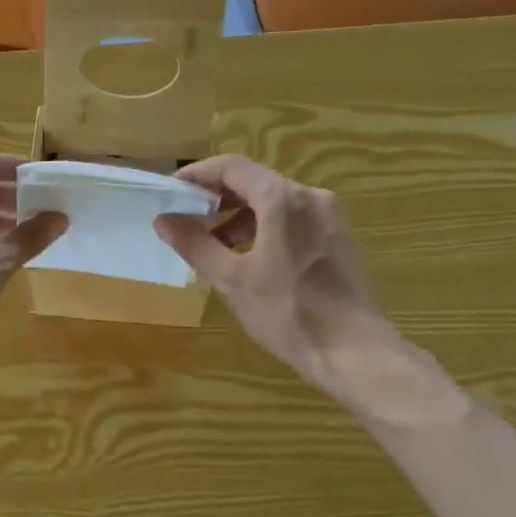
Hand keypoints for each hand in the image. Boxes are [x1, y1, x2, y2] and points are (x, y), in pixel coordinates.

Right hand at [155, 154, 383, 389]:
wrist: (351, 349)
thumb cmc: (287, 312)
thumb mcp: (232, 280)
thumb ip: (196, 244)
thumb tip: (164, 221)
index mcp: (282, 199)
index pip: (232, 167)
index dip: (198, 175)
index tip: (172, 192)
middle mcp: (309, 196)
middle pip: (254, 181)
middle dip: (217, 198)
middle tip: (186, 221)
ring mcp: (328, 217)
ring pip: (274, 202)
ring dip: (239, 216)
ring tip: (214, 247)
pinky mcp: (337, 238)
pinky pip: (292, 219)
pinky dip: (264, 228)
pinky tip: (249, 259)